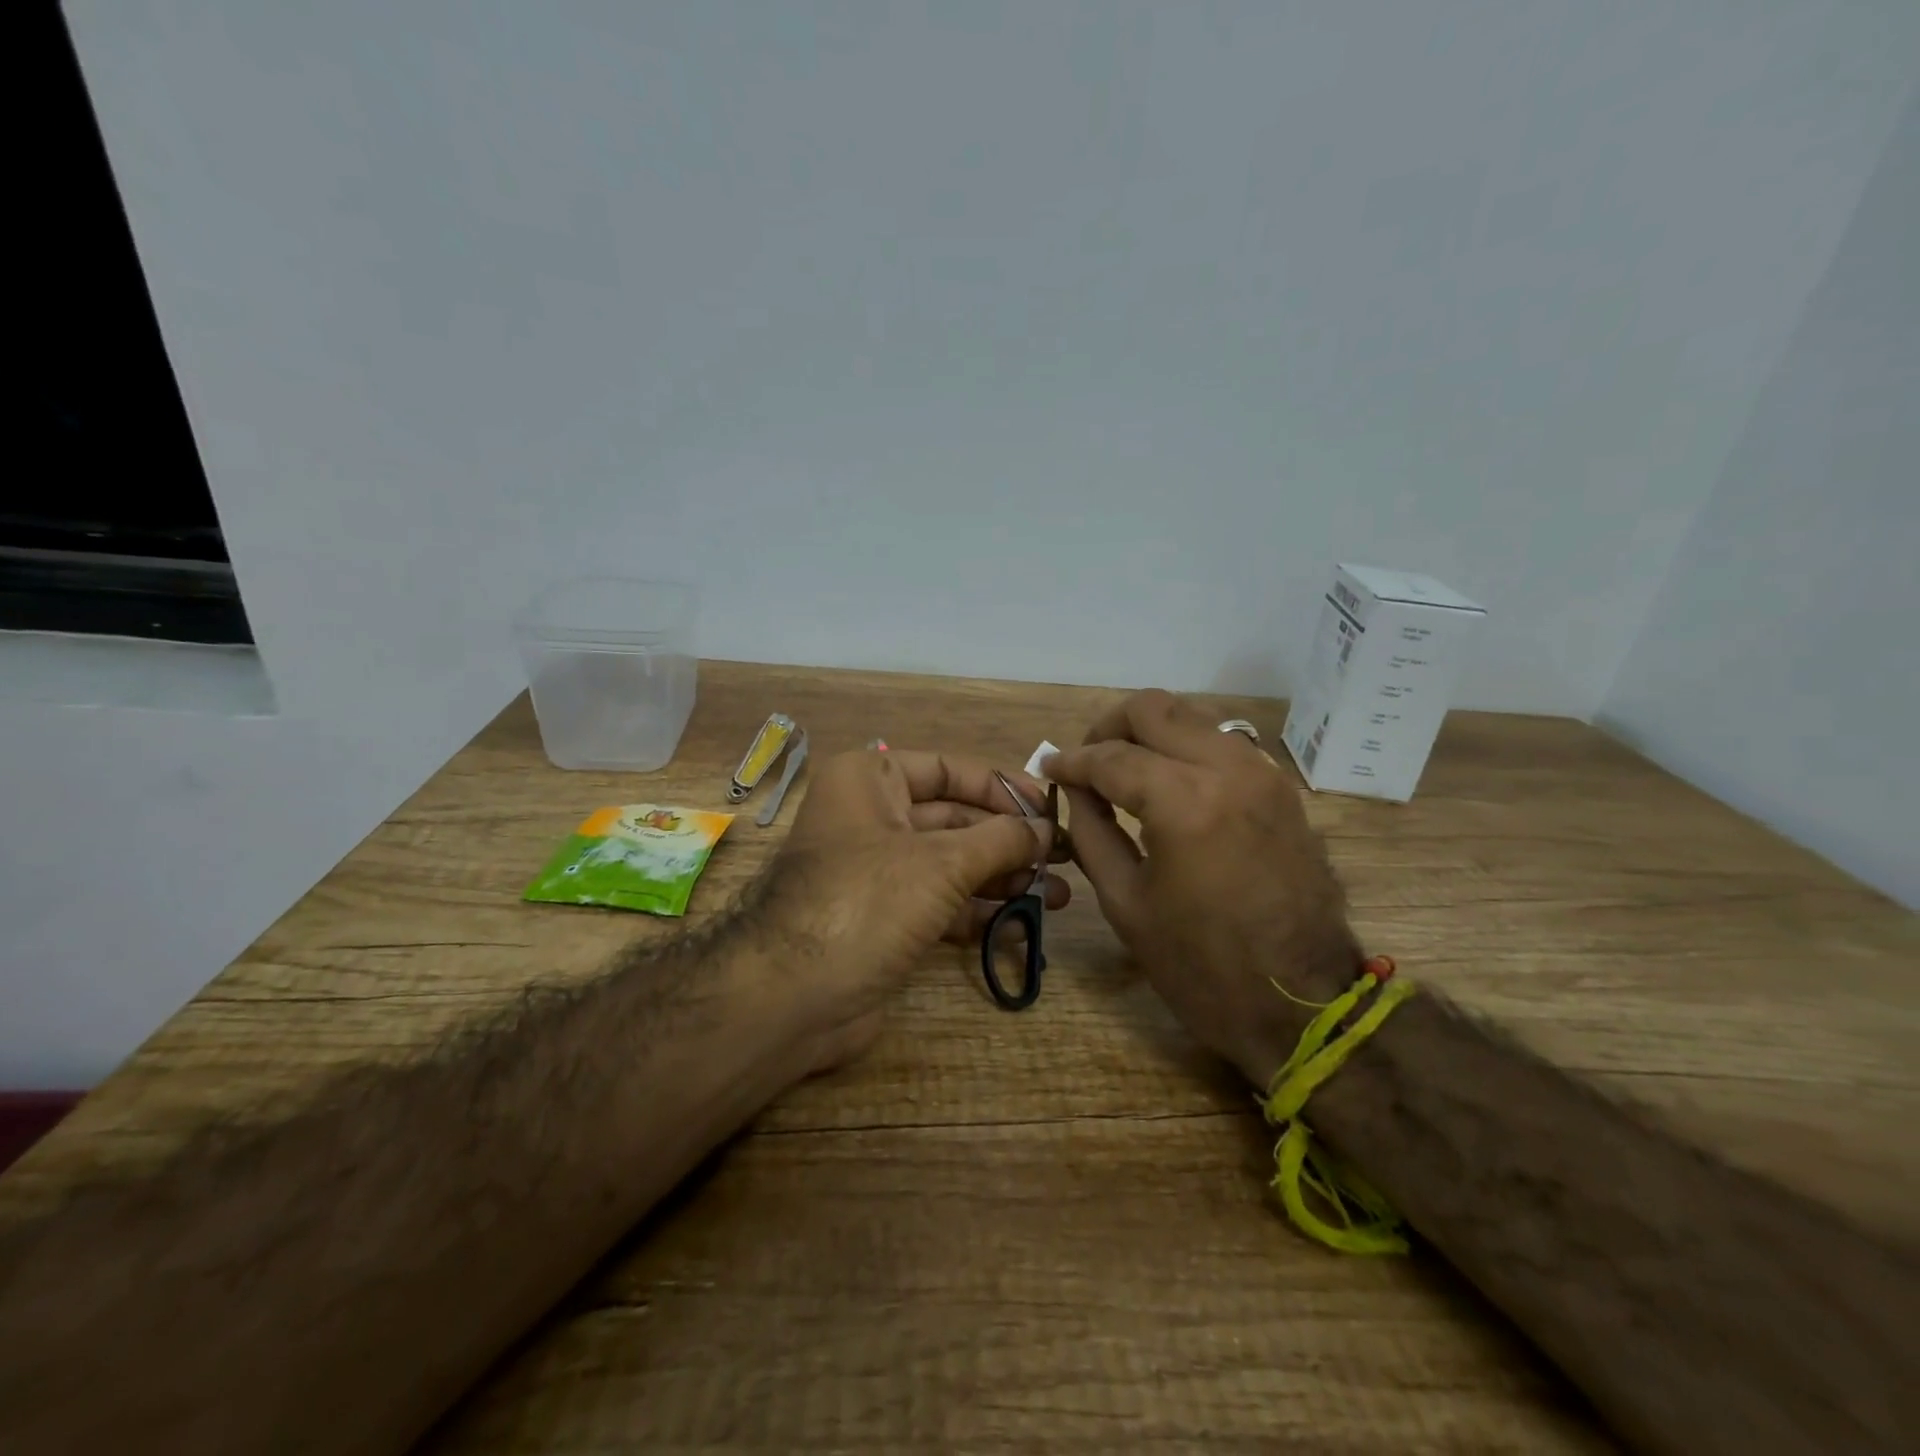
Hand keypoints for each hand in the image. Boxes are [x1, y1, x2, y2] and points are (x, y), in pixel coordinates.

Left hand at [758, 747, 1070, 1070]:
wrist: (791, 997)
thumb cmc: (865, 902)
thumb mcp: (941, 862)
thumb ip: (1001, 840)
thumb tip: (1045, 829)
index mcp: (871, 780)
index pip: (949, 769)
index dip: (1003, 787)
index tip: (1051, 809)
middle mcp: (872, 817)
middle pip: (955, 818)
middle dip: (1010, 840)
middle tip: (1065, 858)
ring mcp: (877, 871)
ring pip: (952, 863)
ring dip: (1003, 877)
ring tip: (1061, 894)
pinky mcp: (884, 918)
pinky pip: (941, 903)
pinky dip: (979, 910)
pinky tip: (1023, 921)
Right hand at [1046, 690, 1361, 1088]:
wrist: (1303, 1005)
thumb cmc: (1201, 966)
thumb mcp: (1126, 902)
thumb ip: (1090, 831)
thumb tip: (1075, 789)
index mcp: (1183, 802)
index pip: (1110, 757)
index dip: (1071, 761)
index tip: (1049, 767)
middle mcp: (1227, 769)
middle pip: (1154, 709)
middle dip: (1109, 728)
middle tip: (1087, 762)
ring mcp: (1263, 774)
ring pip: (1192, 718)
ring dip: (1150, 734)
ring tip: (1123, 772)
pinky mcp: (1282, 789)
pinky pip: (1222, 744)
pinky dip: (1185, 750)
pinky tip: (1168, 785)